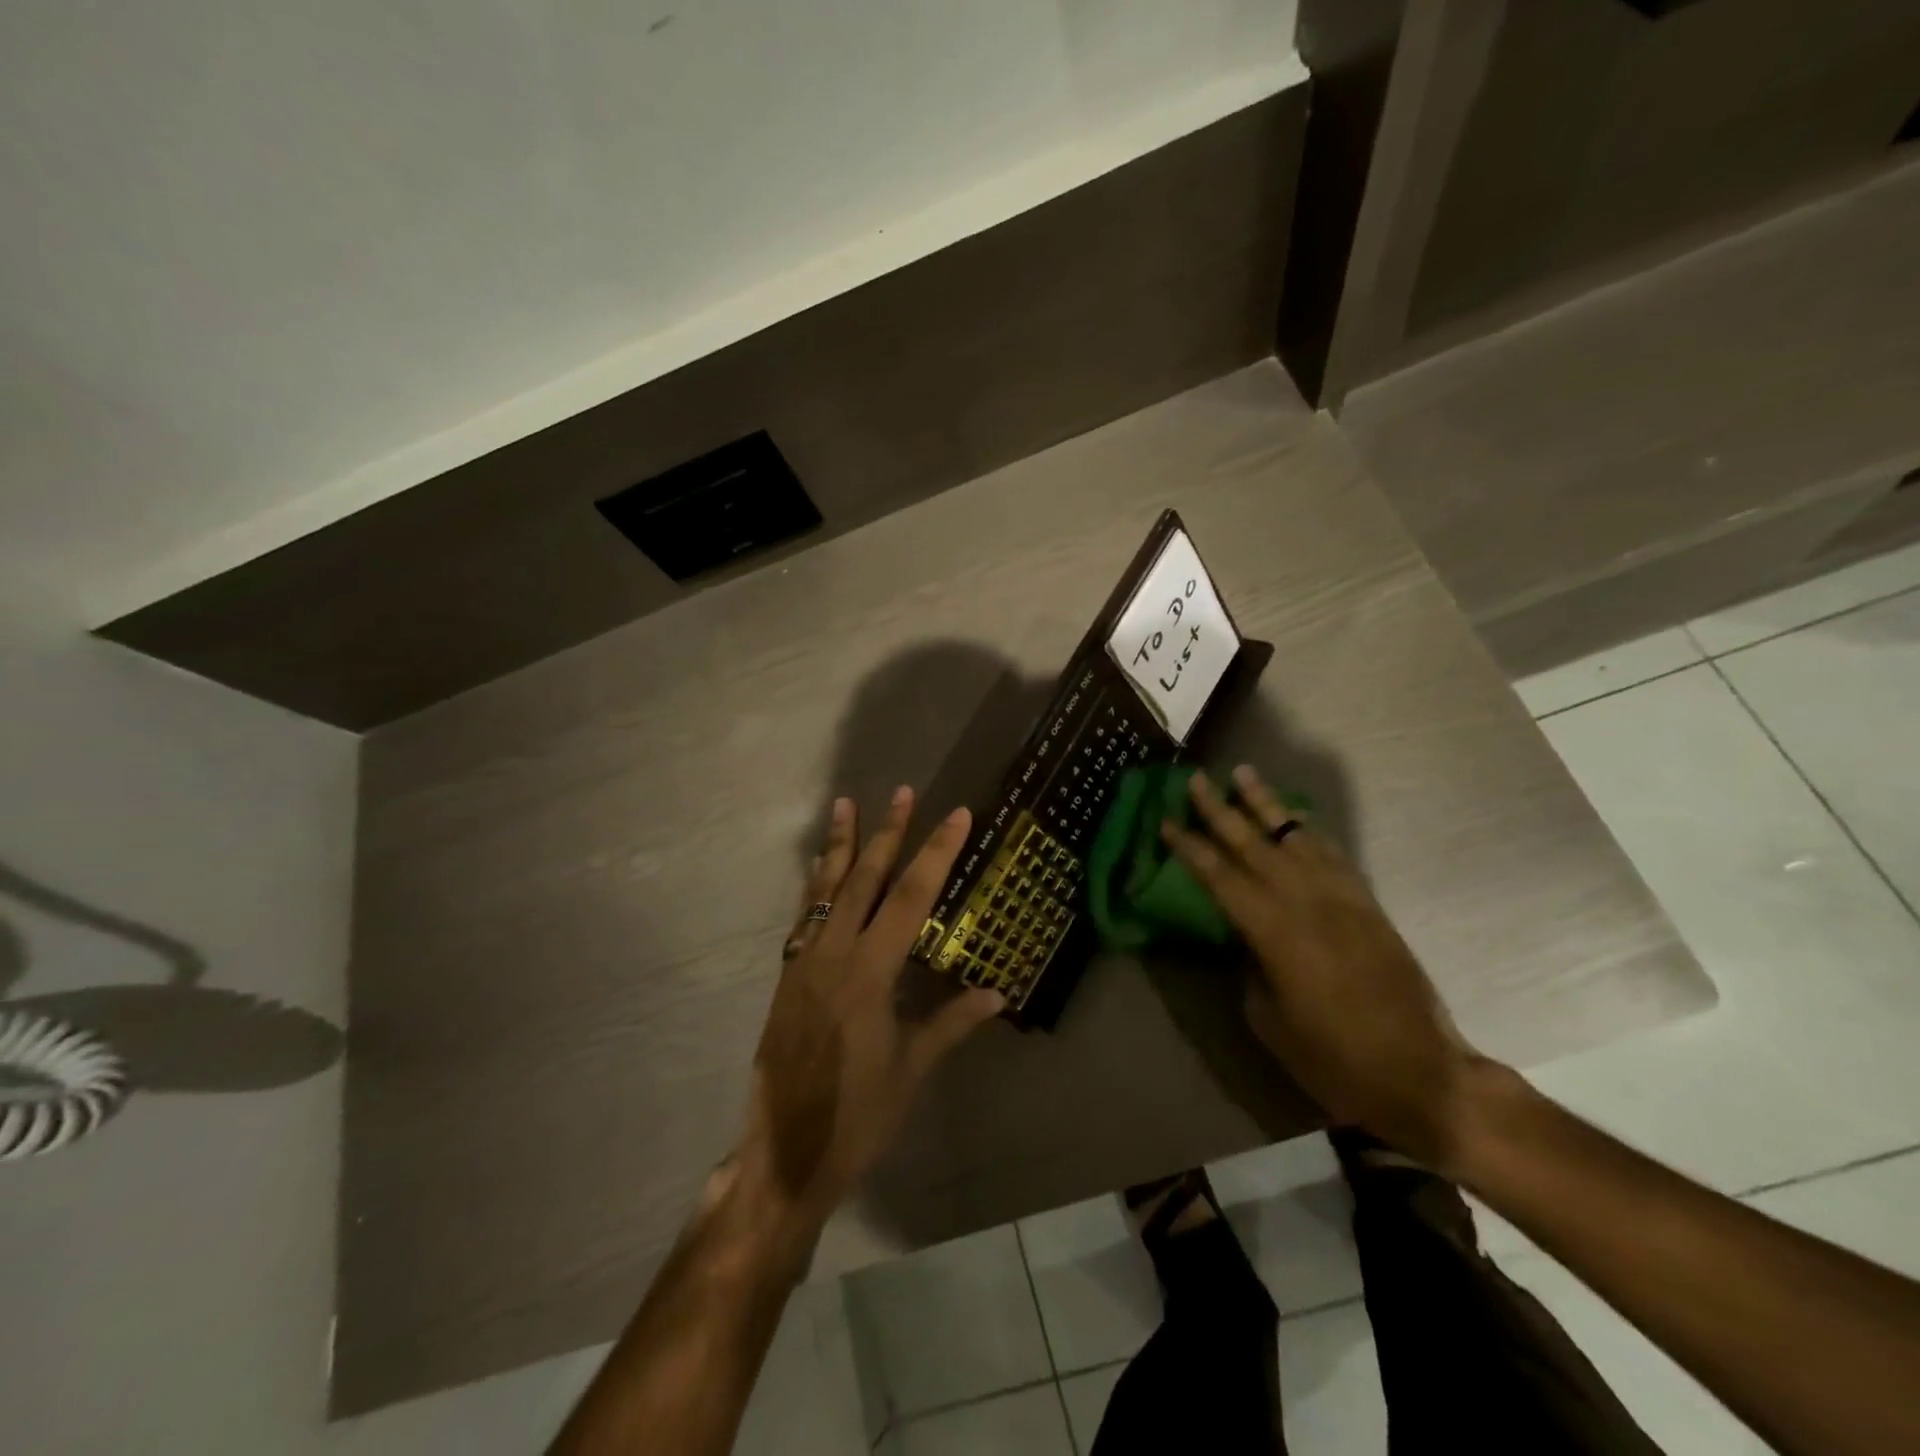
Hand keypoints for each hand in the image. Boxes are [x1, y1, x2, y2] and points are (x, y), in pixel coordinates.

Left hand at [736, 787, 1005, 1233]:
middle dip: (887, 833)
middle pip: (864, 880)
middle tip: (902, 792)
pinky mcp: (788, 976)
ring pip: (825, 890)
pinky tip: (820, 868)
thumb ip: (952, 1023)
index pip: (910, 898)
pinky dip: (816, 885)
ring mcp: (805, 962)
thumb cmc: (857, 1116)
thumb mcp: (912, 1069)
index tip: (956, 815)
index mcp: (869, 973)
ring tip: (846, 804)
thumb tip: (999, 993)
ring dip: (840, 845)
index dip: (935, 854)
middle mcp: (833, 955)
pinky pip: (804, 916)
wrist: (785, 1153)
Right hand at [1161, 766, 1483, 1169]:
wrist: (1421, 1074)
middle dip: (1220, 810)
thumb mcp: (1269, 1020)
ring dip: (1266, 805)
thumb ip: (1250, 967)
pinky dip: (1308, 831)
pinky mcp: (1368, 904)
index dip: (1190, 848)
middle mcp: (1307, 902)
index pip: (1220, 877)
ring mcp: (1343, 898)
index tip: (1166, 821)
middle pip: (1254, 844)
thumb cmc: (1333, 1058)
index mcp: (1275, 932)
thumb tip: (1244, 939)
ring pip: (1296, 837)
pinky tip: (1294, 819)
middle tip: (1195, 779)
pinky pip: (1332, 854)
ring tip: (1244, 774)